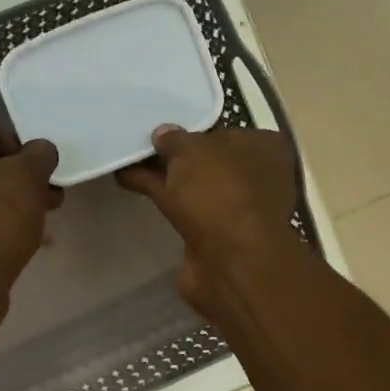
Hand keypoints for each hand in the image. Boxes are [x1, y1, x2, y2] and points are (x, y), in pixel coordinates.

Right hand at [116, 126, 298, 314]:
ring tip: (126, 161)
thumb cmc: (219, 191)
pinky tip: (130, 182)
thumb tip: (163, 134)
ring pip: (194, 185)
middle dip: (176, 156)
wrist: (229, 260)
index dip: (195, 130)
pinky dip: (161, 196)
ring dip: (165, 177)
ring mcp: (236, 209)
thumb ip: (175, 140)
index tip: (164, 131)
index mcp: (263, 148)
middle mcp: (256, 177)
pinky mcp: (215, 235)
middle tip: (140, 144)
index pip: (227, 132)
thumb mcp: (192, 151)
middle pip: (208, 160)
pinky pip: (183, 206)